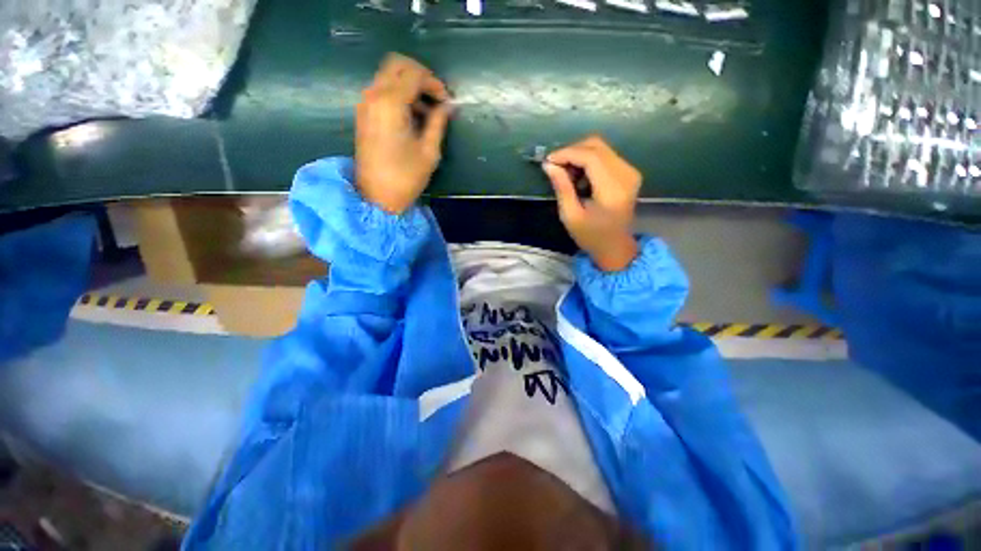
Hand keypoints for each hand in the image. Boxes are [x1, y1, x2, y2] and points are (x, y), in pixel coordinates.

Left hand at [356, 53, 450, 213]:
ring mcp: (365, 103)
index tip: (447, 102)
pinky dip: (398, 94)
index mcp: (391, 103)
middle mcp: (374, 95)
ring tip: (427, 110)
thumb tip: (448, 106)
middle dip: (420, 76)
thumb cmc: (406, 177)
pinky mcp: (363, 114)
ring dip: (409, 85)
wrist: (377, 197)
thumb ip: (438, 123)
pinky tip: (412, 115)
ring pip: (388, 76)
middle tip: (436, 97)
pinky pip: (381, 90)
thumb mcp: (429, 151)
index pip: (414, 75)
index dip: (435, 84)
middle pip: (397, 64)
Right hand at [543, 136, 641, 271]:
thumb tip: (549, 165)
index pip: (590, 157)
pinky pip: (605, 155)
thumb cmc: (591, 236)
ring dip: (579, 155)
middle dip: (572, 151)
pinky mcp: (629, 172)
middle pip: (596, 146)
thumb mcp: (571, 216)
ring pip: (600, 148)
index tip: (548, 161)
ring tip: (566, 173)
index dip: (567, 154)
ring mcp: (630, 171)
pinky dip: (588, 160)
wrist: (615, 246)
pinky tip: (578, 176)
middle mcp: (626, 174)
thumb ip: (562, 188)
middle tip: (555, 166)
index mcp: (612, 189)